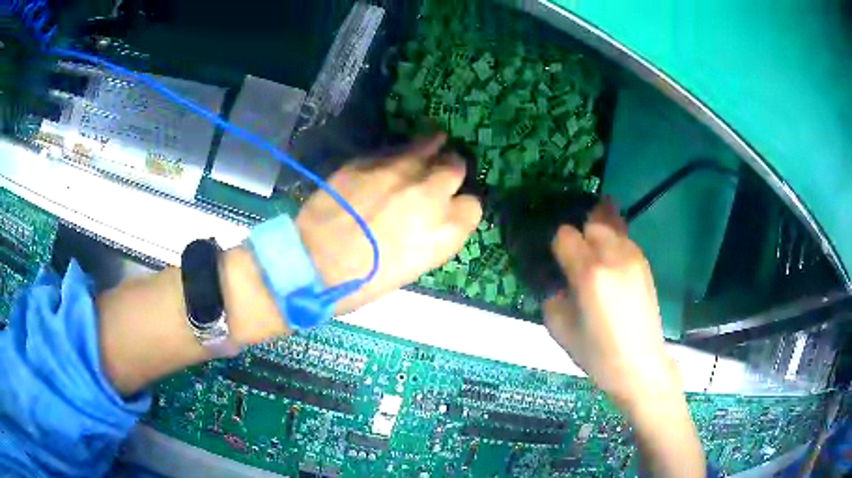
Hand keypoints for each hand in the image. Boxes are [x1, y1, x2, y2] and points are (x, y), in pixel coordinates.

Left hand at [296, 134, 482, 314]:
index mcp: (445, 231)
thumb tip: (431, 217)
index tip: (450, 207)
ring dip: (431, 149)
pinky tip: (396, 157)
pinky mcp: (369, 162)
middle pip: (455, 168)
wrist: (315, 265)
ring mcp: (399, 173)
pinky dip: (400, 152)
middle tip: (437, 176)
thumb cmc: (366, 282)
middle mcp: (430, 195)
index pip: (472, 206)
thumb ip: (432, 236)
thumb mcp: (413, 267)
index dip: (461, 207)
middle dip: (450, 172)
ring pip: (429, 147)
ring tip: (431, 145)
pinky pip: (395, 150)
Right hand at [543, 199, 677, 408]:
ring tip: (595, 264)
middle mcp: (614, 257)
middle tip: (575, 266)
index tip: (557, 265)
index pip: (565, 236)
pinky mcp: (645, 264)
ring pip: (610, 230)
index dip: (558, 248)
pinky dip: (613, 247)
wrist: (640, 365)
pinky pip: (624, 242)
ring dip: (598, 241)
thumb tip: (557, 283)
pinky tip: (611, 269)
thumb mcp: (561, 330)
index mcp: (590, 274)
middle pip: (590, 226)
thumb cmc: (598, 354)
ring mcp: (634, 258)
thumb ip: (553, 298)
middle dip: (579, 240)